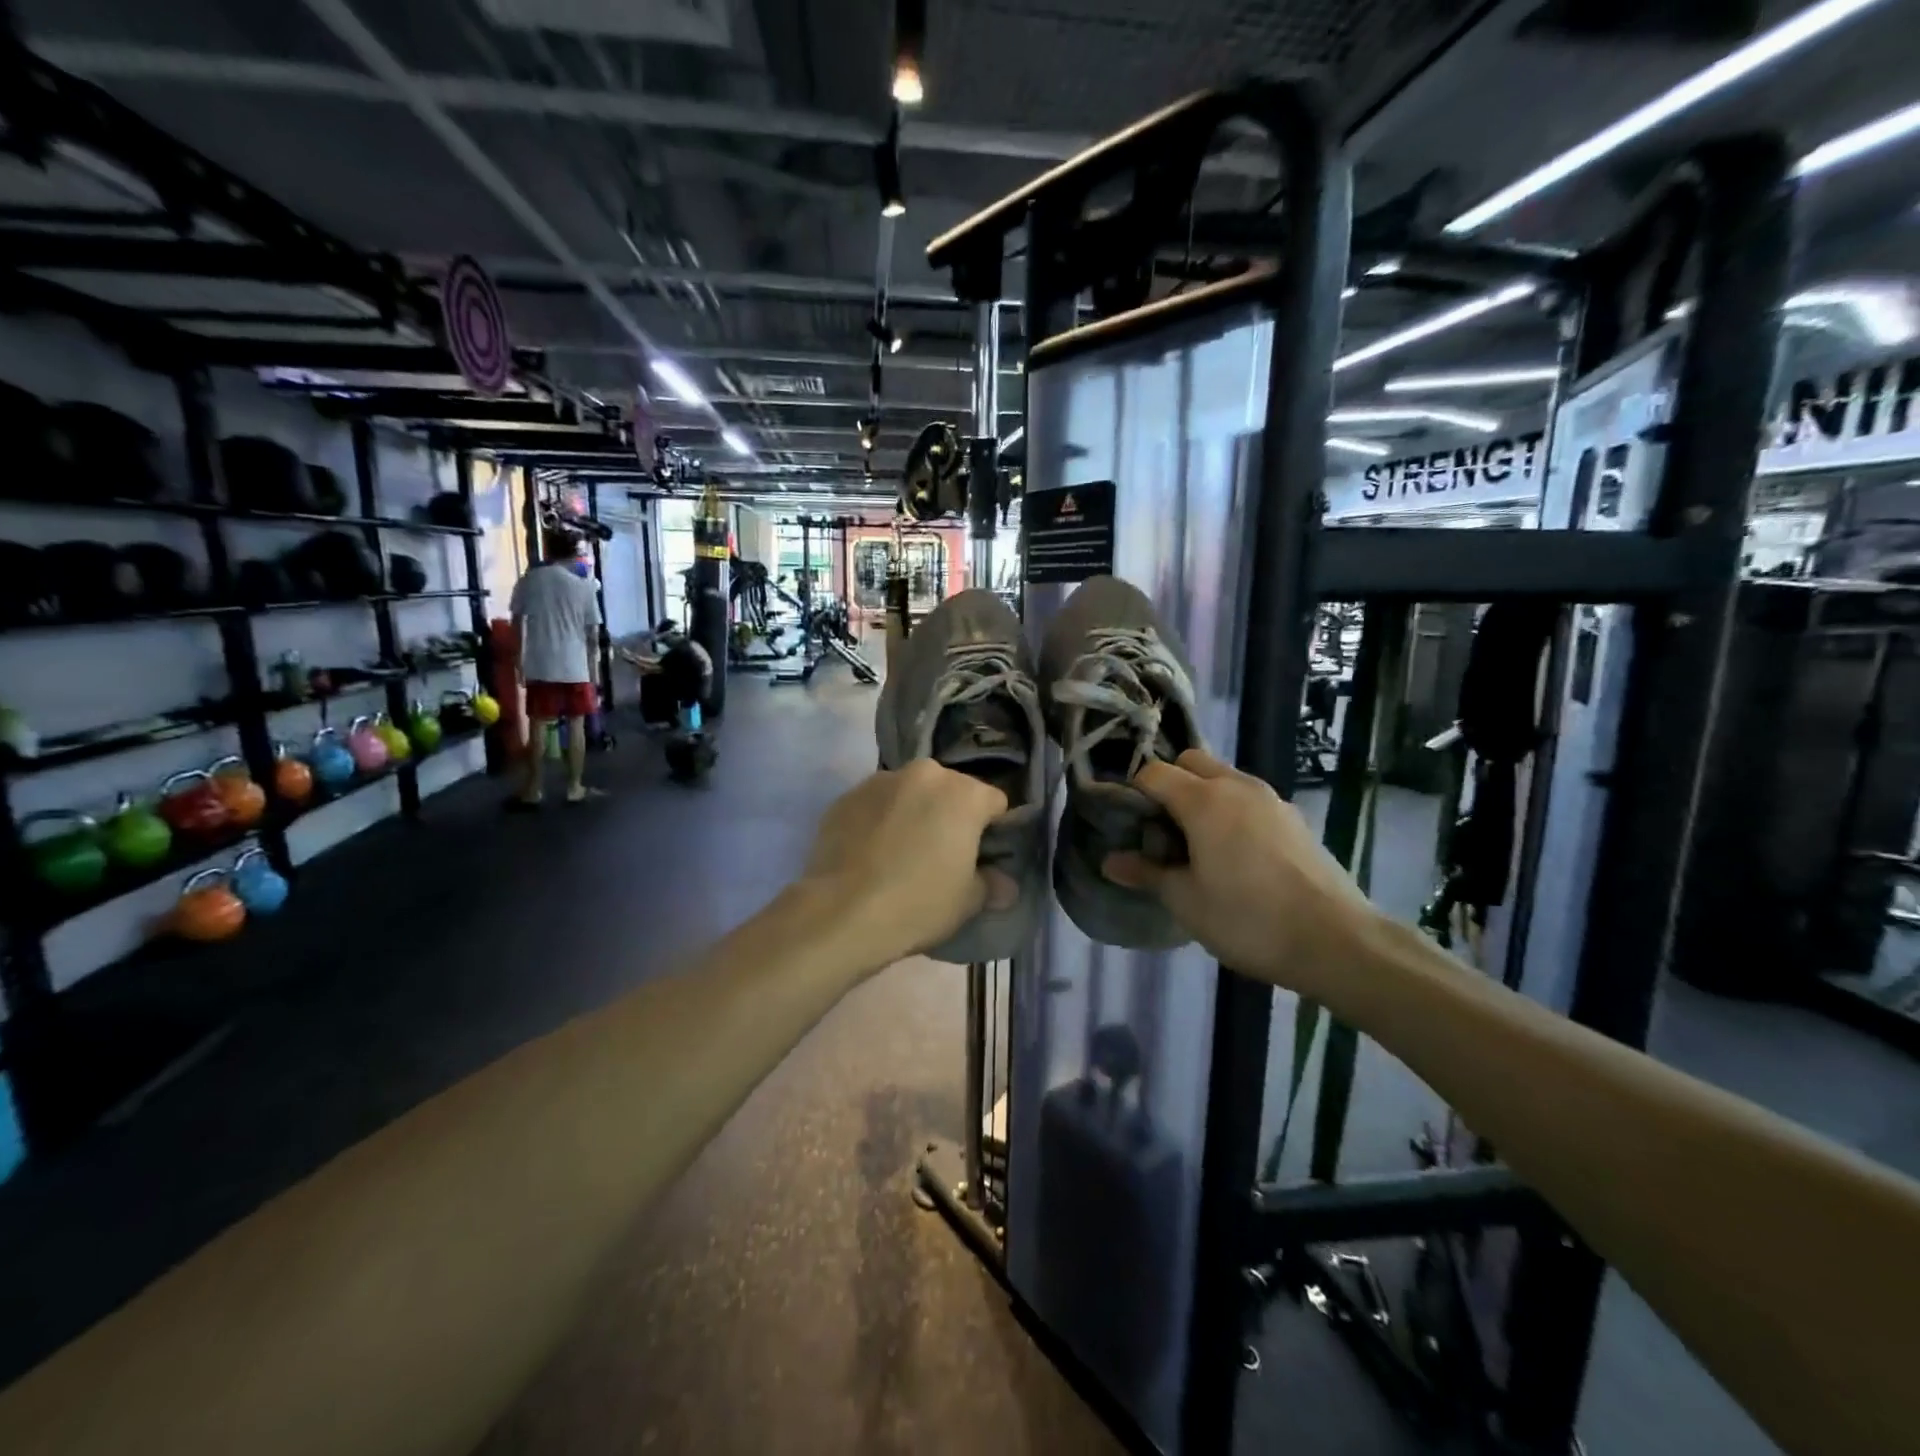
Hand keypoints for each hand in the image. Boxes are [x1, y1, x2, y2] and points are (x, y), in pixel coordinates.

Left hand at [801, 760, 1011, 971]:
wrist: (841, 912)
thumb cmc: (918, 903)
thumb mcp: (967, 902)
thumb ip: (991, 885)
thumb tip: (1005, 886)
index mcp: (963, 793)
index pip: (995, 802)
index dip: (994, 829)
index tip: (984, 855)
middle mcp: (924, 774)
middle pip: (950, 791)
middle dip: (950, 815)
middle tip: (942, 854)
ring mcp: (880, 781)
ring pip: (910, 793)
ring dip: (913, 813)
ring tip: (901, 852)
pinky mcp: (845, 796)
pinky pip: (875, 805)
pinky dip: (879, 820)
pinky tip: (871, 853)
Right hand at [1103, 749, 1377, 999]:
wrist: (1337, 941)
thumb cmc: (1248, 918)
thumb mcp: (1185, 901)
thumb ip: (1146, 873)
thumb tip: (1109, 861)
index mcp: (1203, 799)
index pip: (1153, 772)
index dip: (1133, 793)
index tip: (1127, 825)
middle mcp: (1237, 786)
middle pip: (1190, 761)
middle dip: (1169, 784)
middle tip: (1162, 831)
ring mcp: (1271, 799)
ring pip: (1223, 777)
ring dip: (1202, 796)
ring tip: (1197, 845)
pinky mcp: (1294, 818)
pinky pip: (1248, 798)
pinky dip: (1231, 810)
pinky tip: (1235, 855)